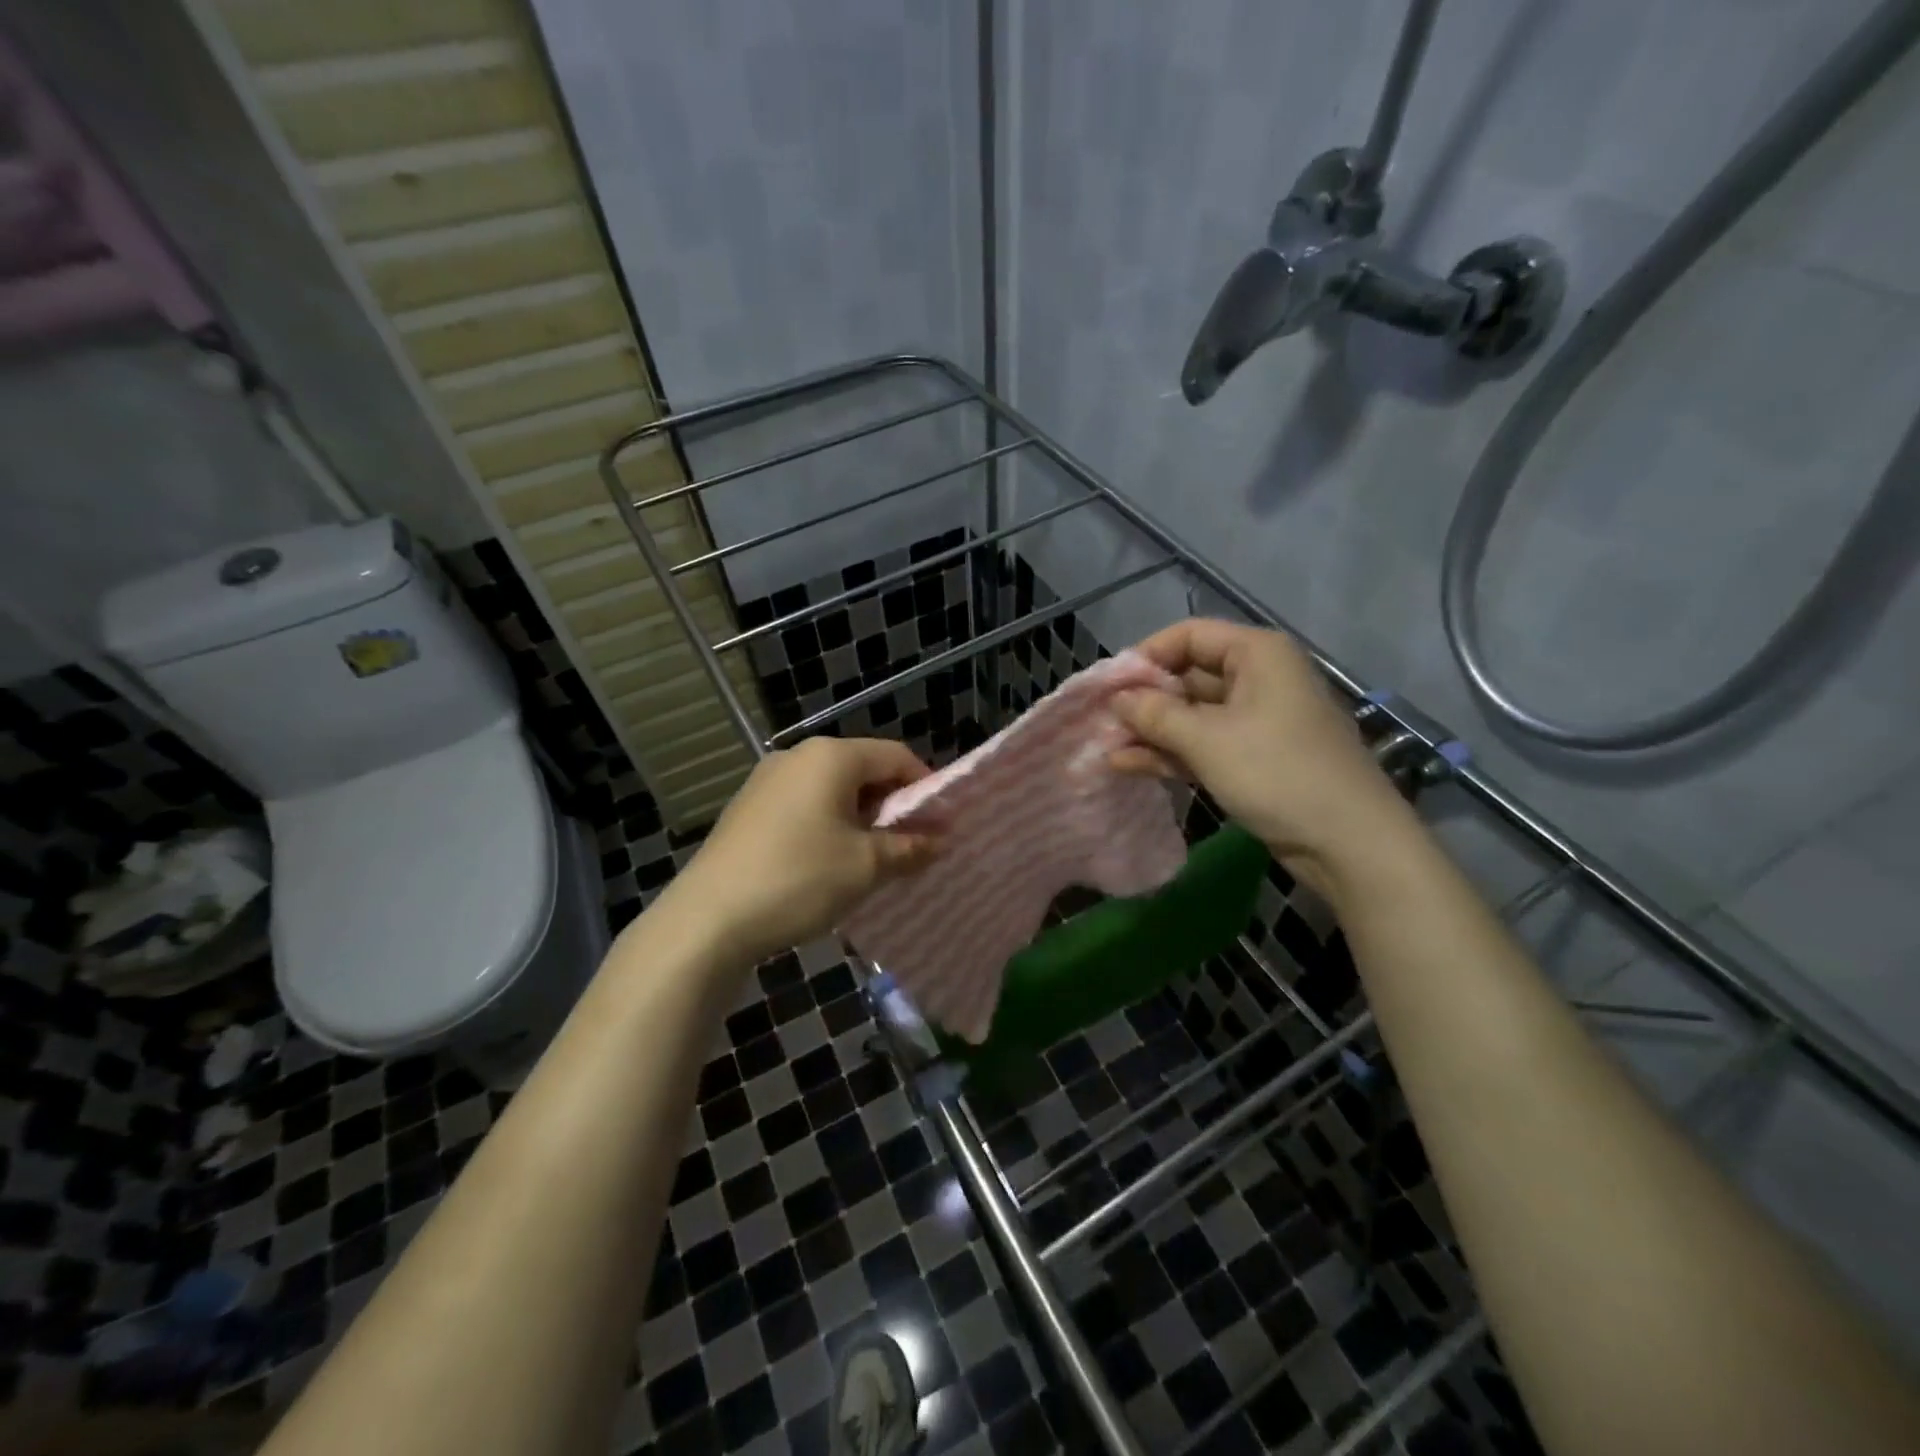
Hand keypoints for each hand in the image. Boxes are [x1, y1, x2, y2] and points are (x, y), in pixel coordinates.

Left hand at [656, 737, 940, 967]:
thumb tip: (942, 839)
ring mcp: (766, 781)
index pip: (895, 756)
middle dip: (892, 806)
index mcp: (831, 757)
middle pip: (863, 770)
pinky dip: (828, 826)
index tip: (940, 823)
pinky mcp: (747, 809)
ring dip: (860, 819)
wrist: (708, 919)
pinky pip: (804, 806)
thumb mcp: (866, 866)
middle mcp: (797, 757)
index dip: (925, 787)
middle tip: (910, 845)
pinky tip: (828, 864)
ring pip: (832, 791)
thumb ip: (910, 847)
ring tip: (872, 860)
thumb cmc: (799, 879)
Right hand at [1110, 619, 1412, 894]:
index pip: (1188, 636)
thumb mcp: (1207, 739)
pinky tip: (1128, 766)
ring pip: (1192, 715)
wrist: (1348, 842)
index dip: (1146, 656)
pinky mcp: (1254, 758)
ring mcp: (1256, 721)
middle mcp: (1257, 678)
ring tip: (1104, 748)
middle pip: (1188, 676)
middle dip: (1144, 700)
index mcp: (1256, 654)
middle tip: (1100, 721)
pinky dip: (1170, 753)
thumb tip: (1117, 699)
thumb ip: (1155, 714)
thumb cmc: (1277, 772)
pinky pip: (1204, 744)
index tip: (1109, 686)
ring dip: (1151, 731)